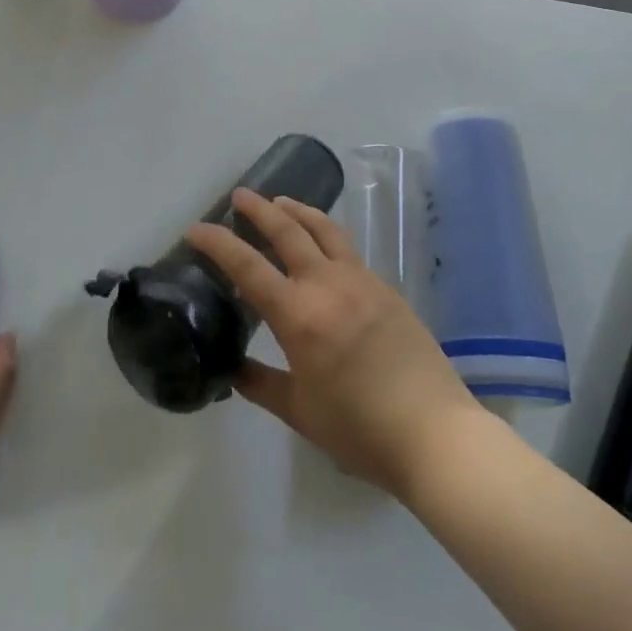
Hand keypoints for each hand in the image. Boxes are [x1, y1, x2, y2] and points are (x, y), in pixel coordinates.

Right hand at [186, 191, 479, 498]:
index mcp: (300, 316)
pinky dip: (325, 234)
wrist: (436, 434)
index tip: (195, 229)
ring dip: (297, 210)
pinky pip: (347, 249)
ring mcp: (362, 281)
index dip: (217, 243)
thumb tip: (233, 369)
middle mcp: (328, 285)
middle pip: (287, 230)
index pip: (247, 266)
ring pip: (324, 229)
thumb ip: (261, 385)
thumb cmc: (360, 430)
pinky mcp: (386, 288)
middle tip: (239, 196)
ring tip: (281, 202)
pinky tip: (320, 246)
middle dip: (259, 209)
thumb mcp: (300, 412)